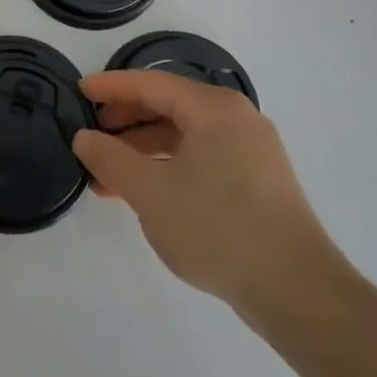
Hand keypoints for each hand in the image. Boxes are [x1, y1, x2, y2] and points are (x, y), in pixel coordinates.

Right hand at [73, 71, 349, 335]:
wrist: (297, 292)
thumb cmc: (218, 228)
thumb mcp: (150, 192)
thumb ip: (110, 158)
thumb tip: (84, 138)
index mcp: (214, 109)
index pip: (152, 84)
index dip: (111, 87)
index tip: (79, 91)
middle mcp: (236, 120)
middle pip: (169, 107)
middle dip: (125, 121)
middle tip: (91, 135)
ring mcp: (250, 152)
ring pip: (183, 137)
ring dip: (142, 151)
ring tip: (107, 175)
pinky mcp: (256, 184)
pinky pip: (200, 160)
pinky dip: (167, 169)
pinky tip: (143, 194)